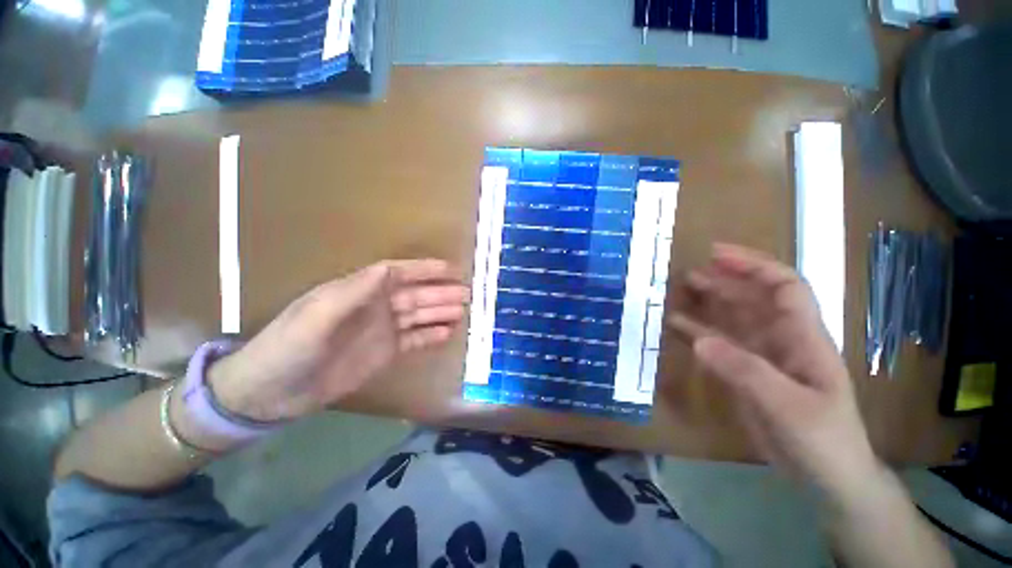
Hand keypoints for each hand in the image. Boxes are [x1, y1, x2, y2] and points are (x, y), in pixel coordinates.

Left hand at [208, 259, 467, 422]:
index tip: (450, 268)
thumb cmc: (290, 347)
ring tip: (463, 312)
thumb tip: (389, 270)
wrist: (272, 393)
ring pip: (419, 316)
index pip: (398, 274)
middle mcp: (375, 307)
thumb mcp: (317, 315)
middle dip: (441, 293)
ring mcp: (382, 331)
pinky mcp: (385, 352)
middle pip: (415, 295)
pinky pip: (414, 340)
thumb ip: (354, 292)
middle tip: (467, 294)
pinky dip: (432, 336)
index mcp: (359, 292)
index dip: (424, 270)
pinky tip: (448, 333)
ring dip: (440, 313)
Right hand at [668, 244, 877, 492]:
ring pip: (731, 320)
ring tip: (676, 294)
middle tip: (686, 274)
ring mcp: (760, 357)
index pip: (783, 286)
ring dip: (706, 304)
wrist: (826, 477)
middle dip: (722, 281)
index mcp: (803, 338)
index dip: (752, 265)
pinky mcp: (745, 373)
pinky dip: (697, 333)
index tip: (716, 254)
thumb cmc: (824, 440)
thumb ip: (746, 372)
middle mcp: (780, 339)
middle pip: (751, 299)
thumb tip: (701, 341)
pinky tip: (676, 327)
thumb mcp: (789, 407)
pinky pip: (718, 345)